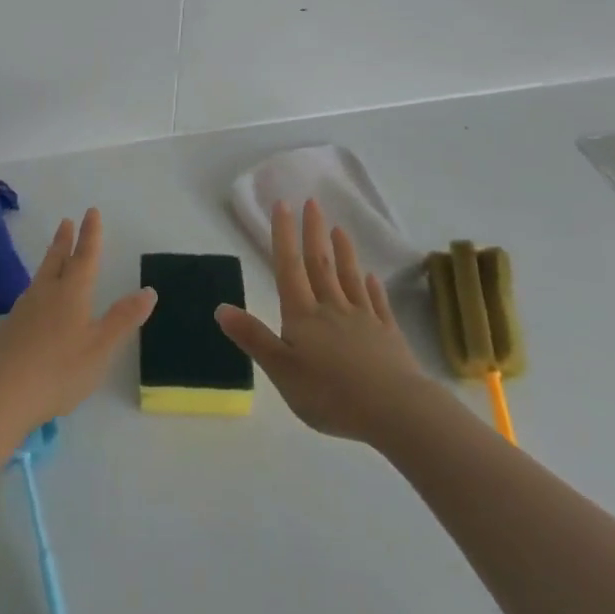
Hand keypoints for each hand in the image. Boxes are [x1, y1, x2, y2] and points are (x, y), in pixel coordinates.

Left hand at [0, 208, 155, 433]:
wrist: (2, 394)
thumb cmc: (60, 370)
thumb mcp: (101, 347)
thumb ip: (124, 318)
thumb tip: (149, 290)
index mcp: (72, 293)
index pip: (85, 256)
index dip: (91, 234)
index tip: (91, 212)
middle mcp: (47, 292)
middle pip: (57, 259)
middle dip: (65, 240)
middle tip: (67, 221)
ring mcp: (24, 309)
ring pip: (41, 274)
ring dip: (51, 258)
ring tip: (54, 252)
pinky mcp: (11, 327)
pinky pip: (30, 293)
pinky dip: (39, 283)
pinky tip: (37, 296)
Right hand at [217, 199, 429, 442]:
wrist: (394, 410)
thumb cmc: (329, 393)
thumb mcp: (280, 370)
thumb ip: (253, 337)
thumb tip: (220, 307)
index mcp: (303, 315)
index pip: (289, 267)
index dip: (283, 235)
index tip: (283, 204)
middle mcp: (332, 308)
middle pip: (320, 264)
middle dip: (314, 232)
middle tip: (312, 202)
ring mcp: (363, 320)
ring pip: (350, 278)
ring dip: (344, 253)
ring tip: (340, 229)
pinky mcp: (388, 336)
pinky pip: (378, 304)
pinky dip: (374, 288)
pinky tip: (373, 277)